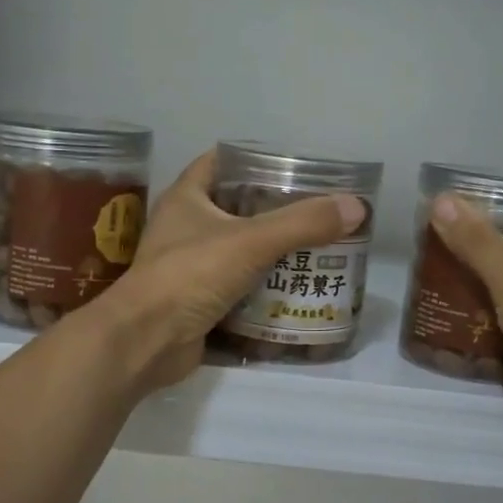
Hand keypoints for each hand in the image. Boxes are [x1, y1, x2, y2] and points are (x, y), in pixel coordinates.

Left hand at [88, 150, 366, 392]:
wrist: (146, 341)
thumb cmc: (190, 275)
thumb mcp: (251, 242)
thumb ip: (302, 224)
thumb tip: (356, 206)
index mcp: (186, 198)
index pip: (220, 162)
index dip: (253, 160)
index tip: (292, 168)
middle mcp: (184, 228)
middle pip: (234, 209)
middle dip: (272, 211)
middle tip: (314, 214)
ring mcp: (188, 268)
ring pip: (236, 252)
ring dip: (269, 254)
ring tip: (313, 252)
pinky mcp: (196, 303)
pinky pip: (235, 289)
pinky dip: (260, 291)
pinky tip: (292, 292)